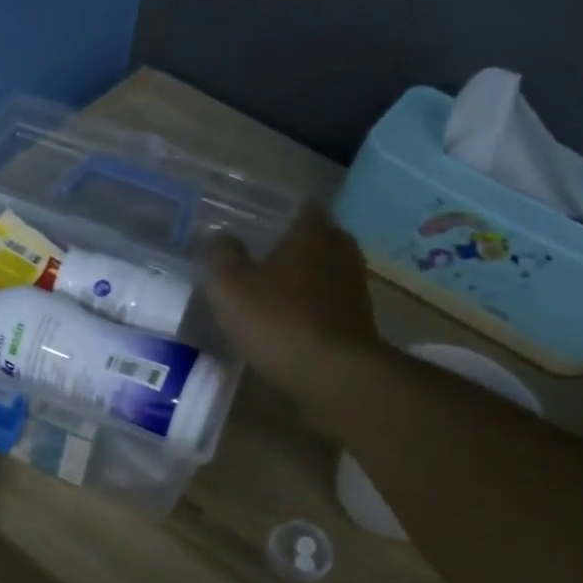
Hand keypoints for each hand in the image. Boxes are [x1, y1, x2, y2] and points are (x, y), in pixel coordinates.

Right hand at [205, 202, 381, 399]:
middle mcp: (340, 251)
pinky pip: (332, 302)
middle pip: (319, 238)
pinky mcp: (360, 320)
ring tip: (276, 293)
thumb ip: (222, 257)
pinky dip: (315, 306)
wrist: (334, 374)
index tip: (263, 225)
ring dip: (307, 278)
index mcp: (312, 233)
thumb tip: (222, 238)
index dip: (284, 214)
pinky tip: (292, 322)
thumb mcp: (230, 288)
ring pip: (327, 271)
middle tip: (265, 258)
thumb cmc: (278, 321)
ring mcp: (355, 287)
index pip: (305, 208)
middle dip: (296, 246)